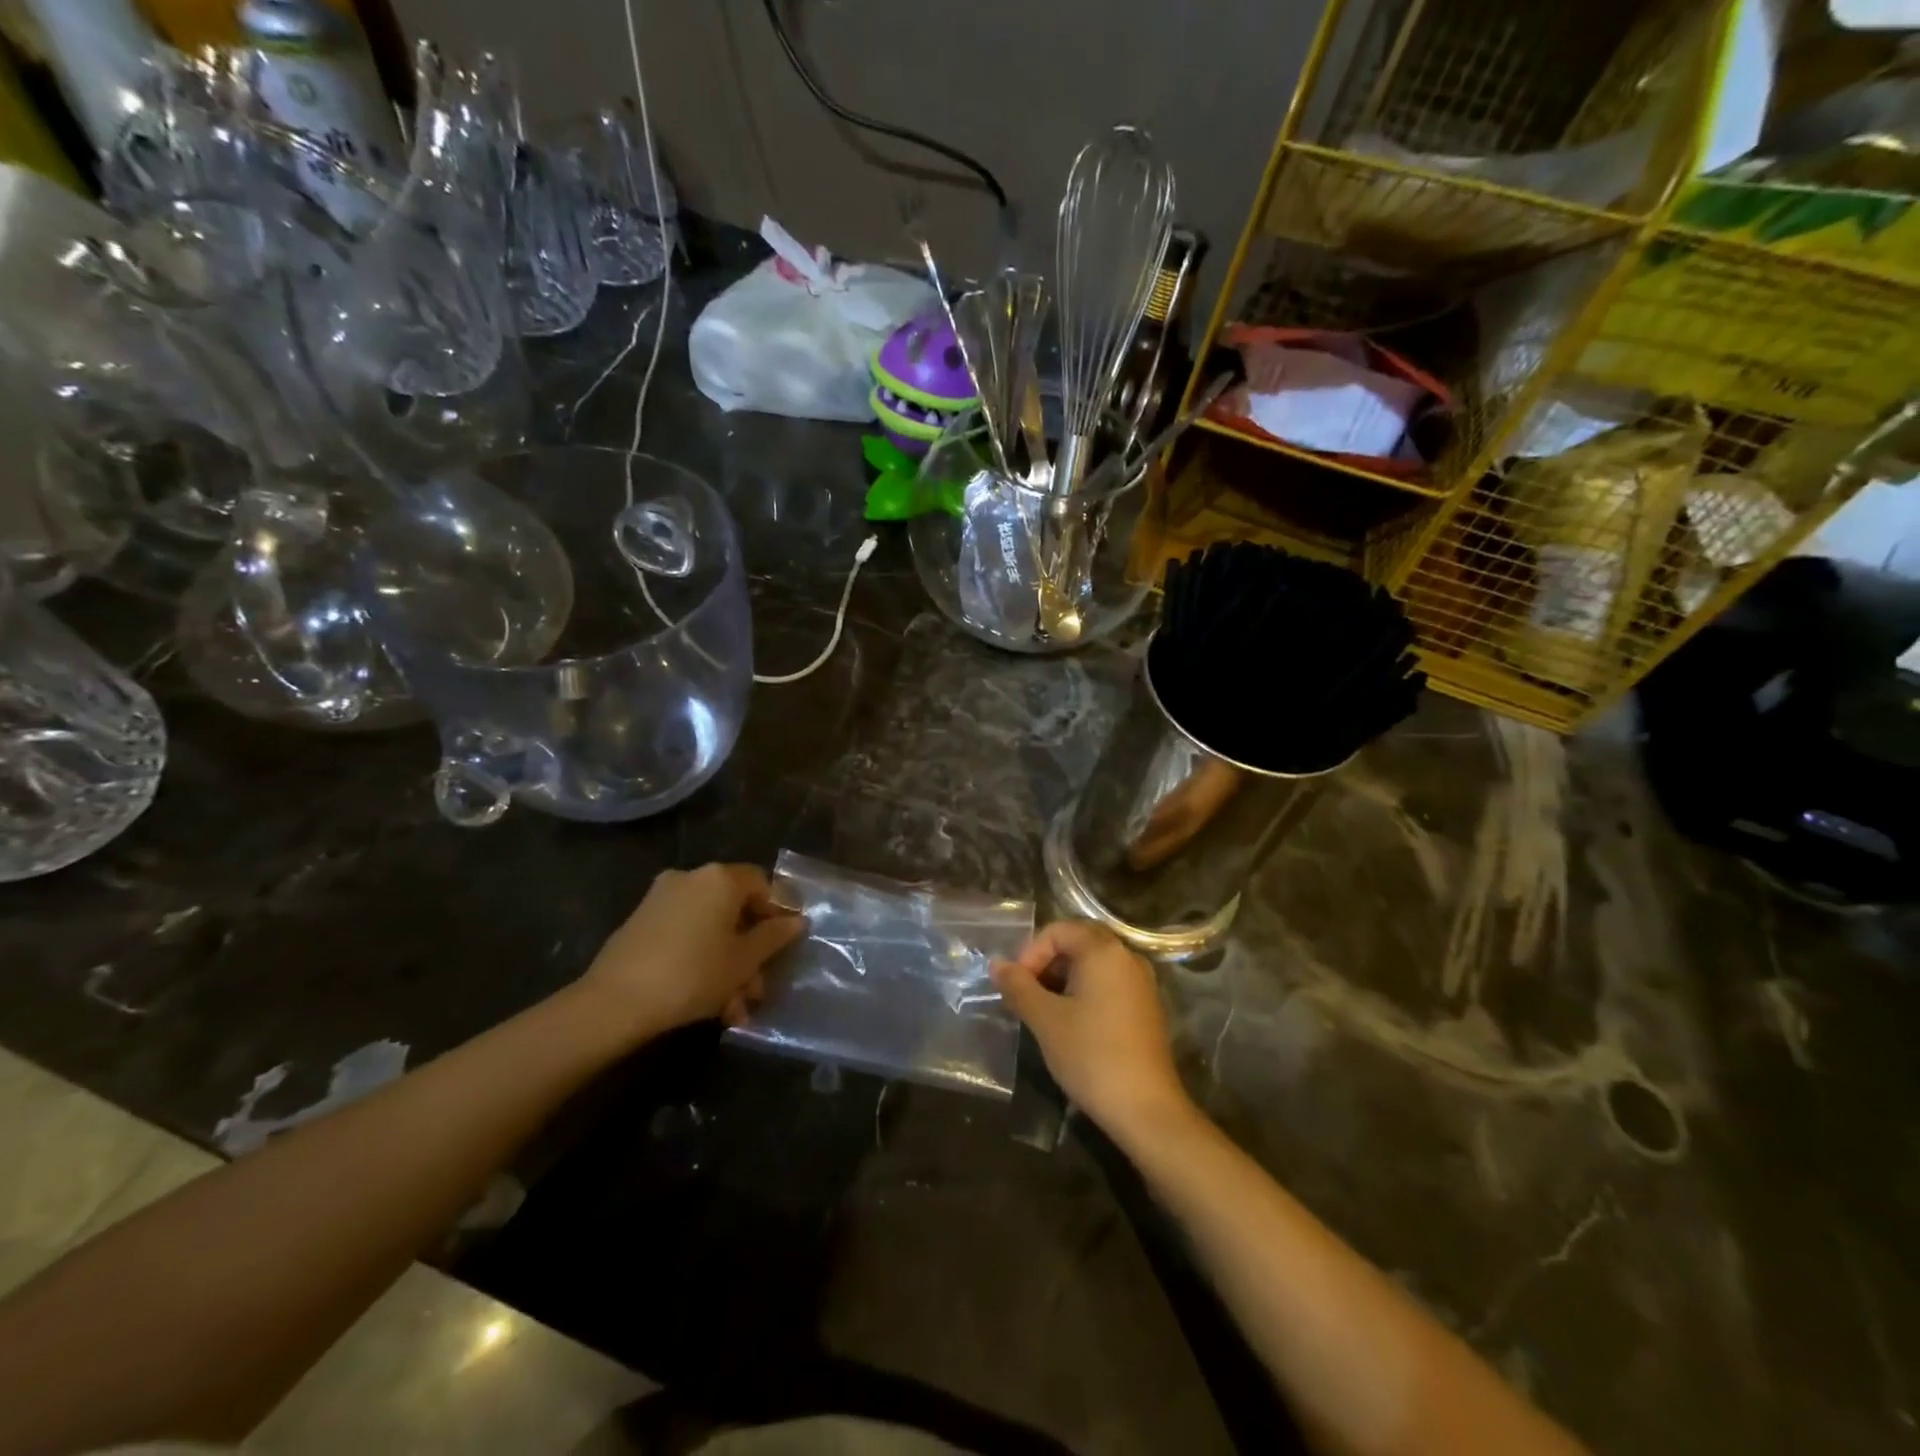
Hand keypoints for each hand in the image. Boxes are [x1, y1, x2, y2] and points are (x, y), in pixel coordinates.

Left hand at [579, 864, 806, 1041]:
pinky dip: (700, 960)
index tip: (785, 945)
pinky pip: (685, 935)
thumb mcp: (743, 961)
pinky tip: (707, 1001)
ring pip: (709, 928)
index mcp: (720, 878)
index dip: (779, 912)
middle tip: (758, 986)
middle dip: (750, 949)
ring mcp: (661, 899)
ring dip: (726, 963)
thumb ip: (773, 937)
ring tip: (734, 1007)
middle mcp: (691, 878)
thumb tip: (796, 921)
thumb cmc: (692, 974)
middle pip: (734, 908)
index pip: (762, 884)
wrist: (614, 1002)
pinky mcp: (640, 923)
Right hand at [991, 920, 1195, 1146]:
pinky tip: (1071, 1022)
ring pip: (1094, 964)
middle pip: (1078, 941)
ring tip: (1043, 1010)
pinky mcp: (1146, 1007)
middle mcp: (1127, 957)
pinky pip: (1109, 983)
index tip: (1016, 985)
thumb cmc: (1091, 1055)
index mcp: (1104, 951)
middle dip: (1046, 961)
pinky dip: (1084, 991)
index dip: (1031, 952)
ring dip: (1063, 977)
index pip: (1058, 930)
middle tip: (1026, 992)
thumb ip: (1018, 986)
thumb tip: (996, 964)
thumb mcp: (1046, 1020)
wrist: (1146, 1109)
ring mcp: (1141, 982)